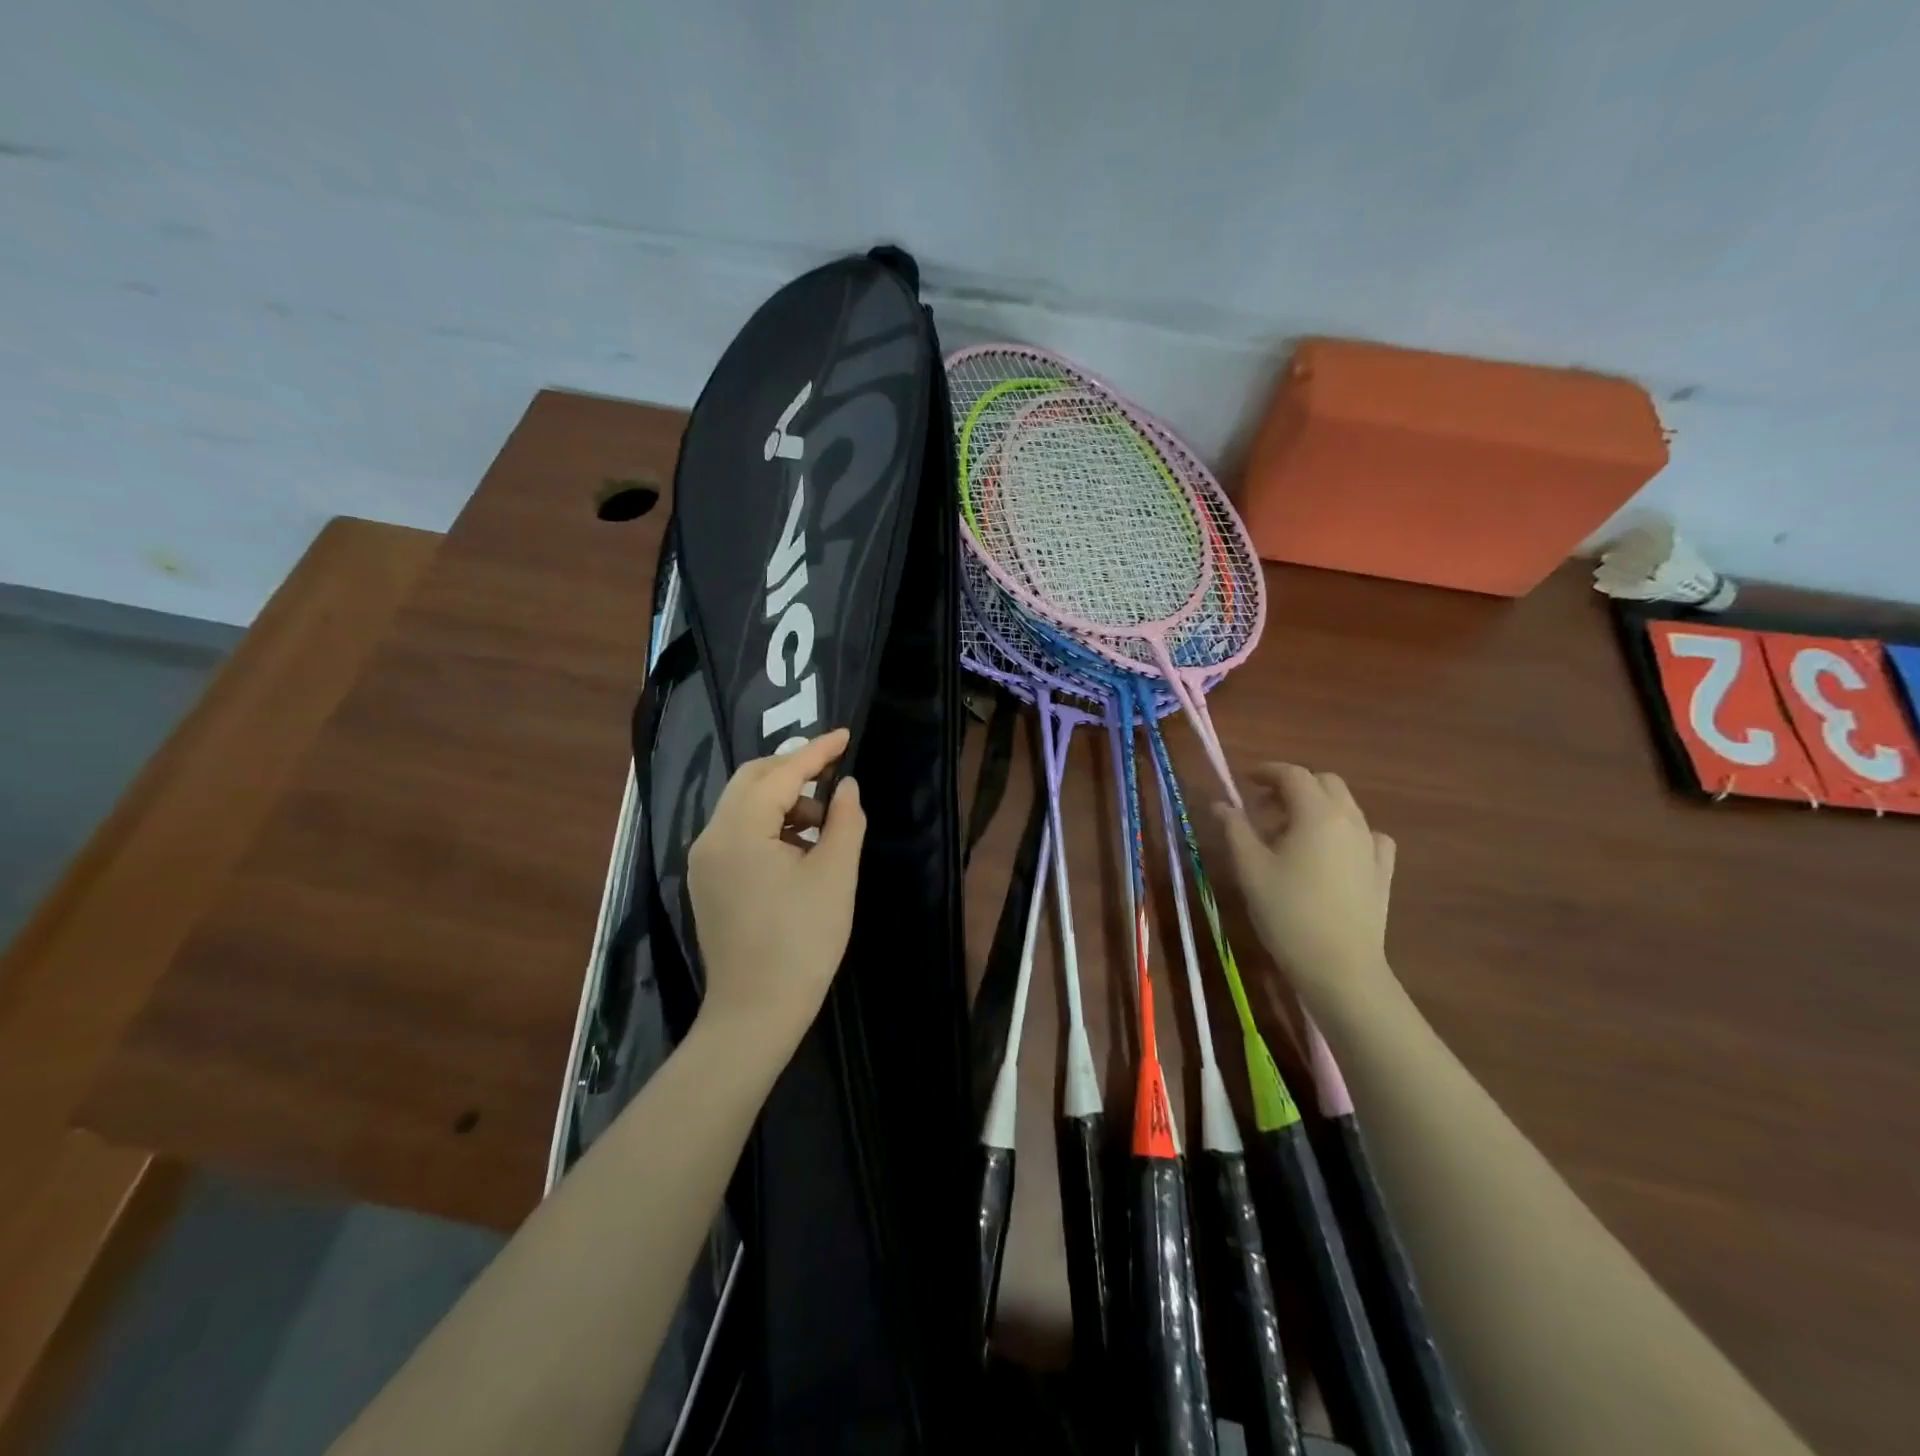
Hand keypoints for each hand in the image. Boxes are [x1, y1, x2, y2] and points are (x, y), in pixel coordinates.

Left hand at [688, 729, 866, 1050]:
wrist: (756, 1013)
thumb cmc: (802, 941)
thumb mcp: (835, 875)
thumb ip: (845, 820)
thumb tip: (846, 786)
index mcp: (738, 830)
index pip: (779, 773)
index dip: (816, 751)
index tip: (846, 735)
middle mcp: (710, 837)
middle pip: (751, 781)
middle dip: (794, 771)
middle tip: (835, 774)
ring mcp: (704, 862)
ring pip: (743, 807)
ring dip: (784, 801)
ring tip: (826, 824)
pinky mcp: (708, 883)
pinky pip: (738, 834)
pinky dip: (770, 826)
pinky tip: (800, 848)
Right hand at [1215, 763, 1397, 1020]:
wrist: (1340, 967)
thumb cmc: (1287, 913)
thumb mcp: (1250, 868)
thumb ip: (1235, 829)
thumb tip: (1220, 803)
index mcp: (1316, 813)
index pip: (1293, 774)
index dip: (1267, 771)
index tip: (1244, 780)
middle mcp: (1349, 820)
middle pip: (1325, 783)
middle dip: (1293, 785)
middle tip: (1264, 808)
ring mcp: (1371, 845)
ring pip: (1346, 807)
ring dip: (1316, 806)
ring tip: (1290, 833)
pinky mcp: (1382, 870)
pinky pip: (1367, 834)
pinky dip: (1346, 831)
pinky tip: (1331, 851)